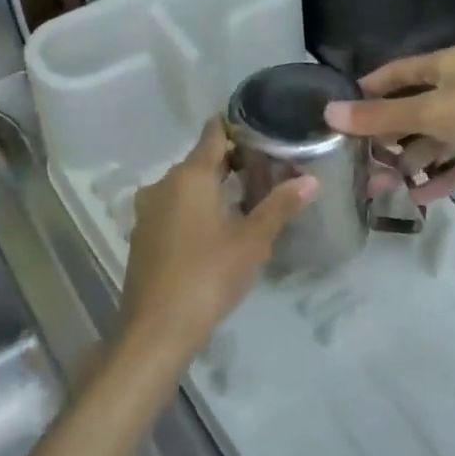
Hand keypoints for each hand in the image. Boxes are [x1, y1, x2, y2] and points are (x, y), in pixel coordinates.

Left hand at [116, 118, 315, 368]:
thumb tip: (311, 179)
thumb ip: (280, 205)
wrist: (157, 328)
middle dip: (231, 162)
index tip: (262, 130)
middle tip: (266, 171)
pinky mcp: (142, 234)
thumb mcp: (253, 240)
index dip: (237, 127)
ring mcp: (148, 210)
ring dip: (212, 188)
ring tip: (246, 200)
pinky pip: (172, 207)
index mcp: (190, 175)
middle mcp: (163, 183)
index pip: (213, 133)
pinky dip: (194, 208)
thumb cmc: (209, 275)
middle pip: (200, 160)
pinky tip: (215, 229)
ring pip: (185, 186)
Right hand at [323, 46, 454, 201]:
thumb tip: (329, 113)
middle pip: (416, 110)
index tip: (344, 111)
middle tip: (362, 163)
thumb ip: (380, 117)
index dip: (370, 90)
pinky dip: (444, 175)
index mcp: (445, 66)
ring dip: (414, 162)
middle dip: (389, 138)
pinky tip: (421, 198)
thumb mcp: (430, 113)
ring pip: (439, 138)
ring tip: (385, 188)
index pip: (397, 73)